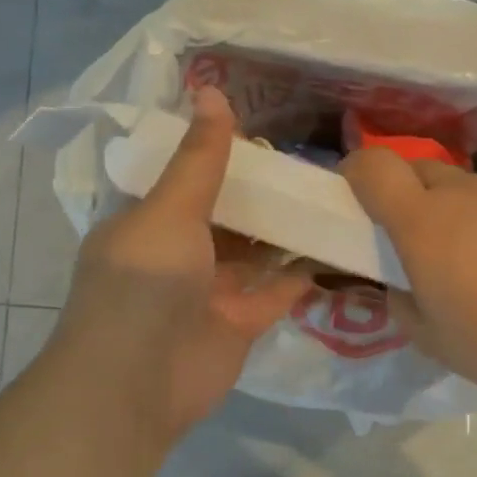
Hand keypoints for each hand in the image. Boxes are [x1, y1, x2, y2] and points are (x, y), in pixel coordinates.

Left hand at [50, 88, 312, 444]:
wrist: (135, 385)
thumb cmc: (143, 284)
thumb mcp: (169, 210)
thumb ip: (199, 158)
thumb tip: (211, 90)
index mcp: (152, 219)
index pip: (190, 176)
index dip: (225, 152)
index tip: (271, 126)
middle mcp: (181, 251)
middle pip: (231, 213)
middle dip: (267, 191)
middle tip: (319, 158)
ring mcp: (212, 289)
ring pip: (258, 251)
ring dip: (290, 229)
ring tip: (337, 194)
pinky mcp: (241, 322)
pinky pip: (279, 290)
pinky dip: (305, 272)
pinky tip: (340, 245)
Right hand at [340, 149, 476, 400]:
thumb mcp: (429, 338)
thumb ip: (401, 300)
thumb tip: (403, 281)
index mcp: (424, 223)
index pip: (374, 166)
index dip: (358, 172)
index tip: (359, 193)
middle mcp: (466, 191)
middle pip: (422, 170)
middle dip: (412, 196)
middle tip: (427, 239)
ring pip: (473, 187)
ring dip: (466, 212)